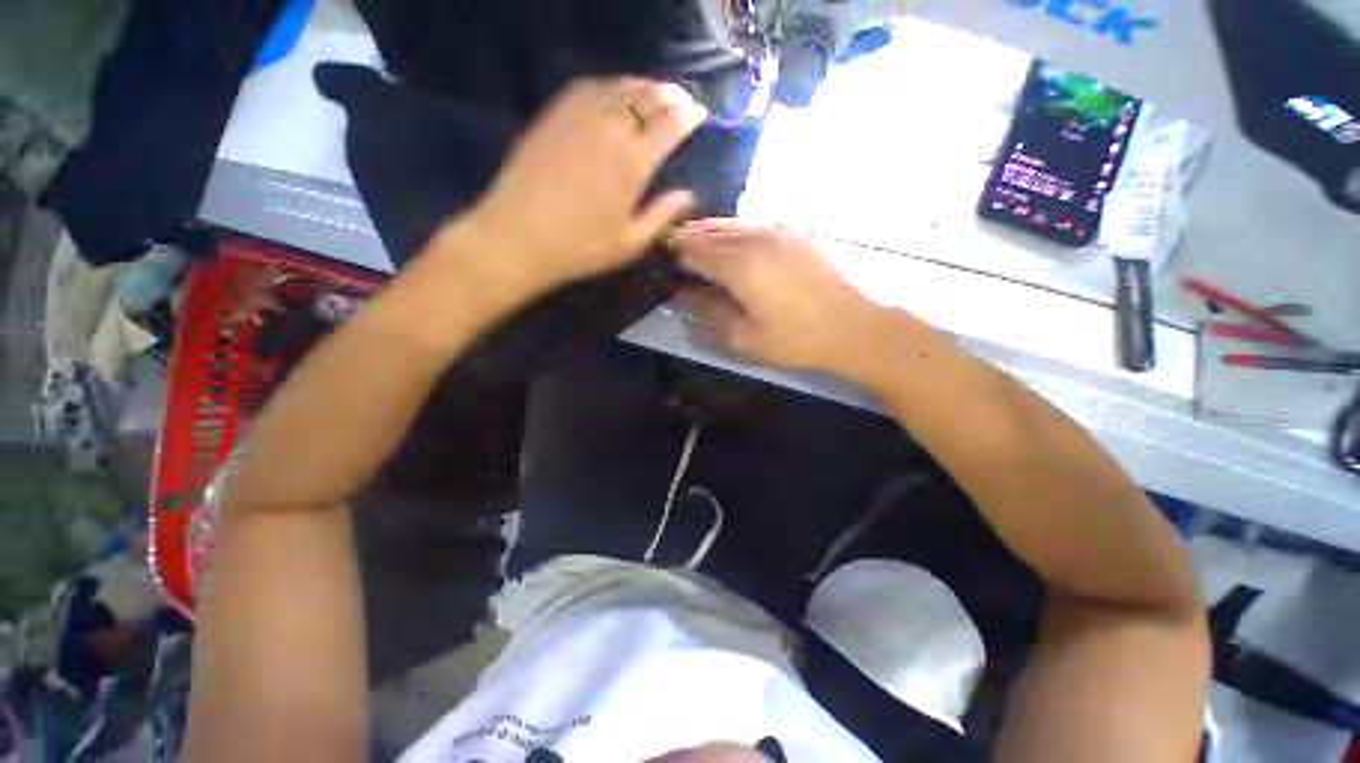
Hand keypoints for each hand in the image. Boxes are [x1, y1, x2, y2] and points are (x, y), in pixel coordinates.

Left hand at [455, 77, 706, 295]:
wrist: (519, 237)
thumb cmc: (581, 247)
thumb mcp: (630, 243)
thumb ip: (661, 215)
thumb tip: (688, 195)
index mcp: (633, 163)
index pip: (670, 125)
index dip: (688, 116)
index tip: (699, 114)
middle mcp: (609, 129)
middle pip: (647, 97)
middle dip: (669, 95)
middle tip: (681, 100)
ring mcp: (578, 116)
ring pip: (619, 87)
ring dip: (642, 86)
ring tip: (652, 93)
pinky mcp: (554, 115)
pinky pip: (587, 87)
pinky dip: (609, 86)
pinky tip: (613, 95)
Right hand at [672, 219, 927, 381]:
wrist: (852, 327)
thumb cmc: (795, 340)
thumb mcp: (743, 337)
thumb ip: (708, 310)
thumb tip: (682, 292)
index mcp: (739, 265)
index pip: (691, 249)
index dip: (672, 255)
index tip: (660, 264)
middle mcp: (754, 237)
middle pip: (707, 230)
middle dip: (685, 240)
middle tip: (672, 256)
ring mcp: (776, 229)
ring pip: (728, 223)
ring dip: (707, 234)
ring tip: (695, 251)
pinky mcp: (792, 231)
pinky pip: (750, 224)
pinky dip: (731, 232)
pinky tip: (730, 248)